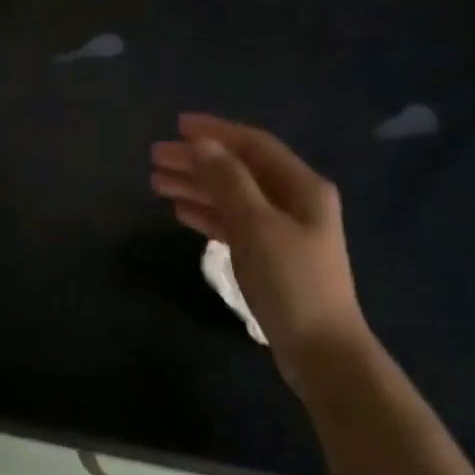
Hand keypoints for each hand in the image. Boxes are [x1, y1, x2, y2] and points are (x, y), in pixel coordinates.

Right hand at [151, 112, 367, 389]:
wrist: (319, 348)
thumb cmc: (291, 282)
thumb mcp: (257, 226)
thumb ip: (228, 182)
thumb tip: (201, 145)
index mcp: (301, 186)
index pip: (253, 145)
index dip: (215, 132)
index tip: (176, 126)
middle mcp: (294, 201)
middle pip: (239, 170)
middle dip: (198, 161)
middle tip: (155, 158)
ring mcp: (282, 230)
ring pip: (232, 197)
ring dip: (197, 187)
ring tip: (157, 184)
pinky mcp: (269, 256)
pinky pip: (233, 223)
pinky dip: (207, 214)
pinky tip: (182, 212)